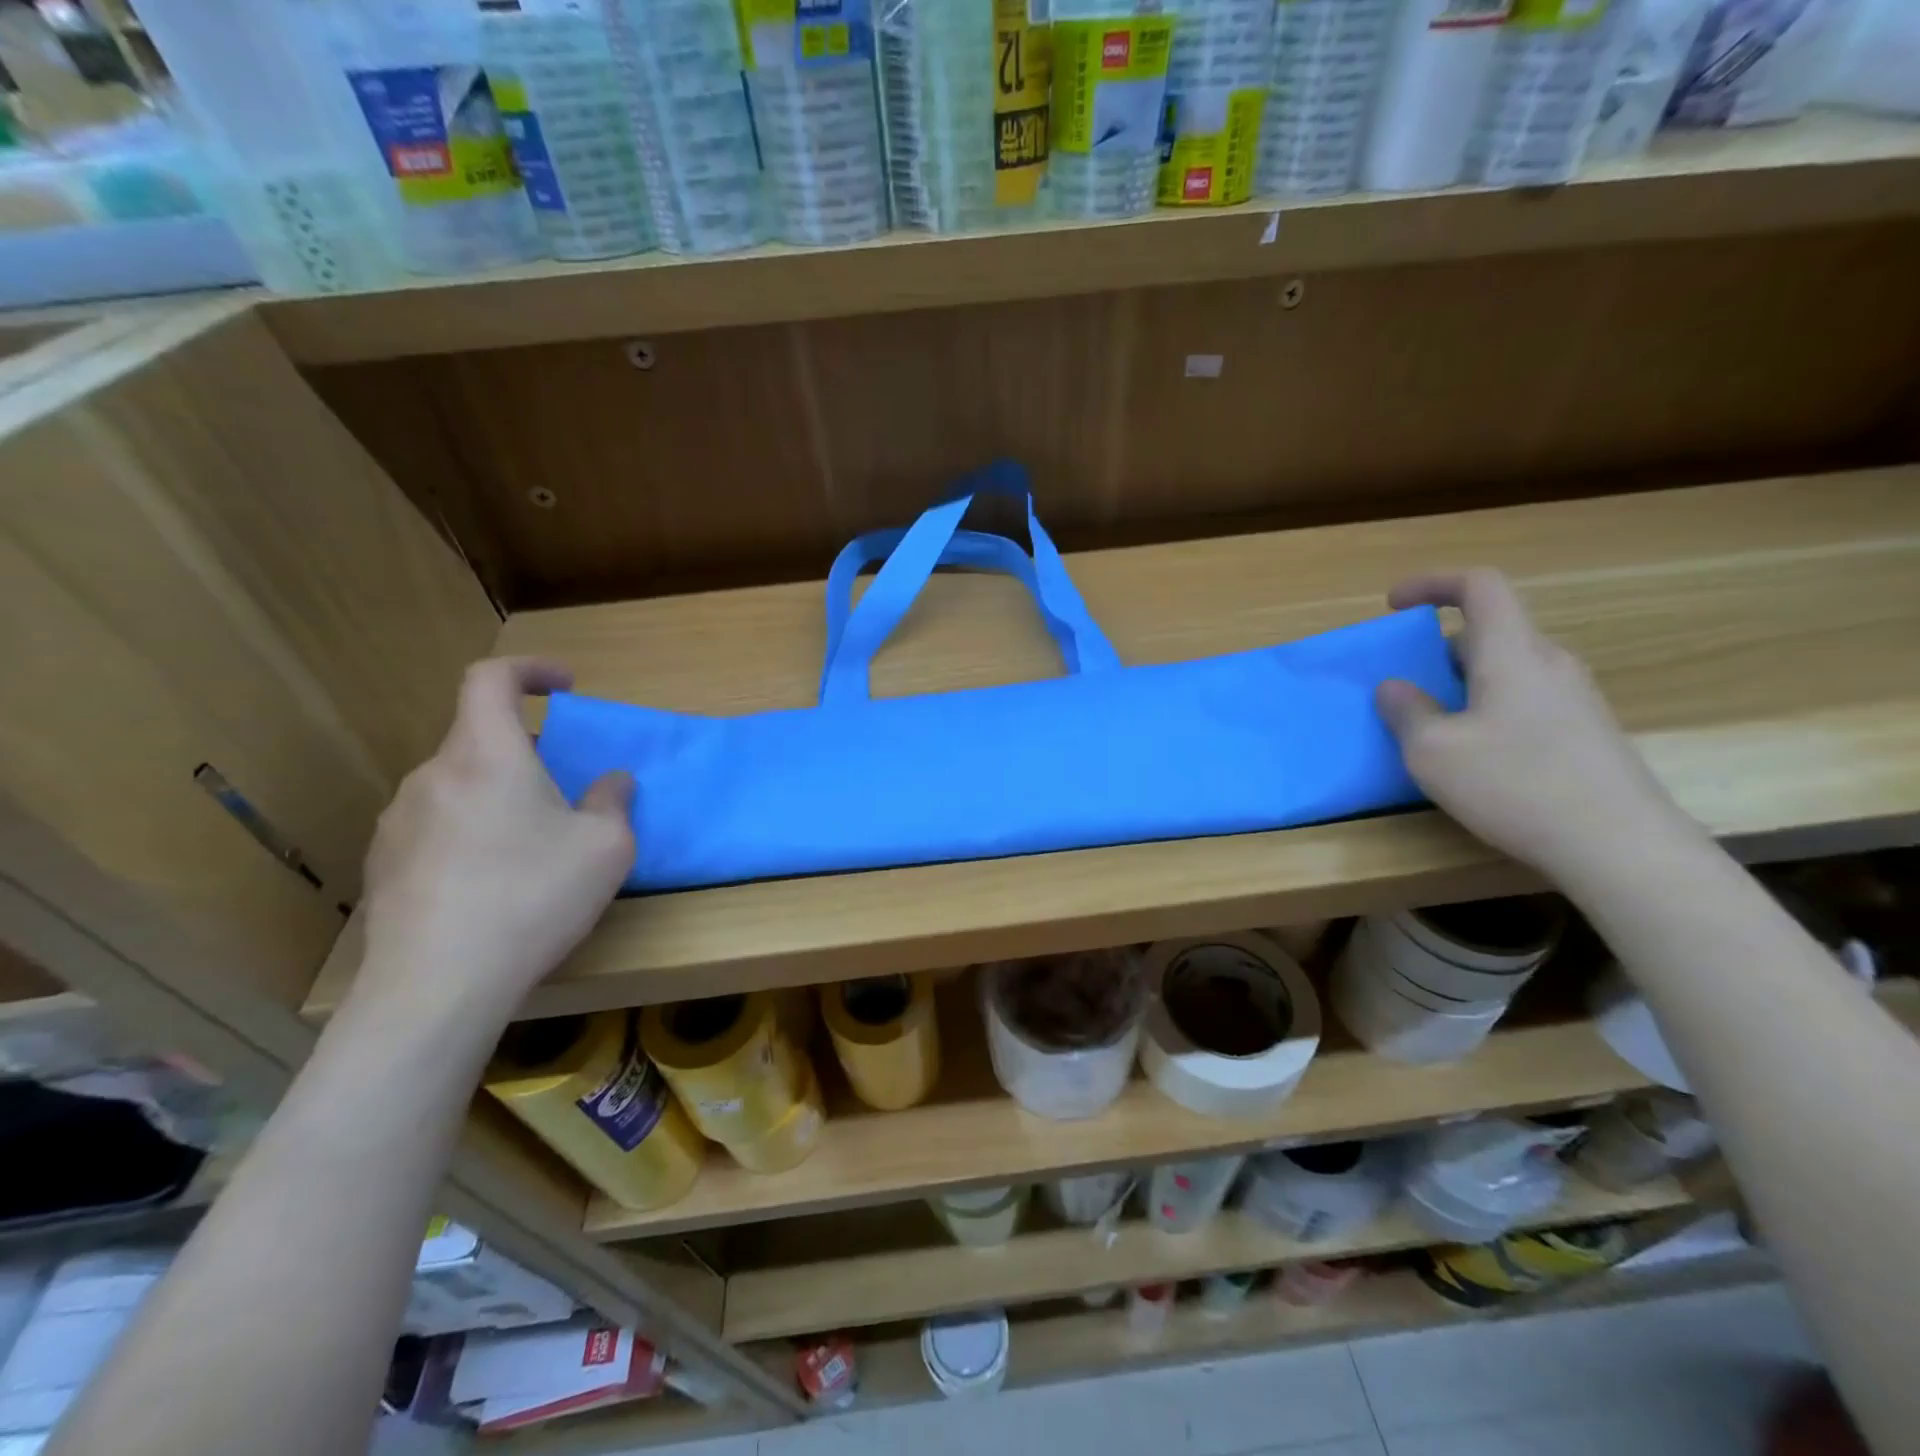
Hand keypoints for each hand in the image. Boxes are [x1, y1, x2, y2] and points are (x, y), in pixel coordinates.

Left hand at [355, 658, 633, 1019]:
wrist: (437, 985)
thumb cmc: (533, 897)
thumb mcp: (606, 847)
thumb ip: (613, 802)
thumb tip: (612, 782)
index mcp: (487, 755)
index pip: (490, 678)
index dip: (529, 669)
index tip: (565, 686)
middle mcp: (434, 775)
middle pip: (479, 739)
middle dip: (527, 753)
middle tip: (564, 793)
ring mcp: (399, 821)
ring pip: (459, 786)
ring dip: (498, 796)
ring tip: (531, 847)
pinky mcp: (383, 865)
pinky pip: (436, 827)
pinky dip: (470, 833)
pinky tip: (491, 885)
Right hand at [1375, 570, 1690, 880]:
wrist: (1620, 846)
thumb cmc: (1516, 785)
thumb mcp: (1433, 751)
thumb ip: (1406, 711)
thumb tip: (1394, 687)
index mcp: (1513, 653)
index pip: (1479, 586)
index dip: (1432, 583)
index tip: (1393, 605)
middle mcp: (1550, 663)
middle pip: (1490, 631)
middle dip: (1437, 648)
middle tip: (1404, 684)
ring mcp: (1574, 698)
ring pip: (1506, 668)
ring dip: (1461, 682)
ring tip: (1431, 725)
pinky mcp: (1586, 731)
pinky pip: (1523, 698)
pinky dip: (1486, 706)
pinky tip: (1473, 754)